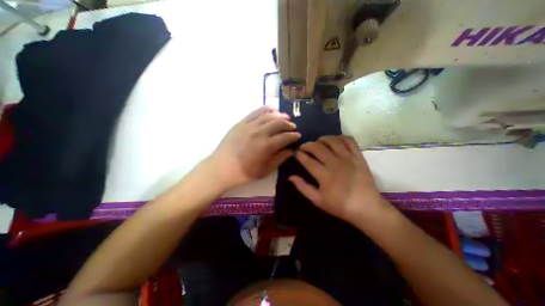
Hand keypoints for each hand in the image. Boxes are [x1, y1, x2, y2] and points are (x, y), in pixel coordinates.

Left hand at [209, 106, 302, 189]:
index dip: (293, 136)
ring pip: (268, 116)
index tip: (298, 136)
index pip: (285, 137)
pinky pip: (255, 112)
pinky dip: (265, 109)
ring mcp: (249, 125)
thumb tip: (291, 151)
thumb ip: (279, 159)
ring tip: (286, 117)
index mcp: (267, 146)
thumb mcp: (264, 170)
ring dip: (279, 115)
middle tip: (293, 127)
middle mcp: (260, 132)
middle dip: (289, 124)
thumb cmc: (244, 173)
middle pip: (279, 123)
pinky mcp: (241, 123)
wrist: (221, 168)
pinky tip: (271, 109)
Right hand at [290, 136, 386, 223]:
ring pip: (332, 140)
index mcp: (324, 175)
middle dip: (307, 145)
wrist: (366, 208)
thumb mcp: (318, 200)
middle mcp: (335, 163)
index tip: (296, 153)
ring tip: (318, 142)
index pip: (307, 160)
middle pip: (317, 147)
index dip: (299, 154)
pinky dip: (340, 138)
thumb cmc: (340, 205)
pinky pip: (349, 141)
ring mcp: (348, 158)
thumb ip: (303, 187)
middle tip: (304, 147)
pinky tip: (335, 141)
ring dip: (322, 139)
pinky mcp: (358, 156)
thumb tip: (290, 176)